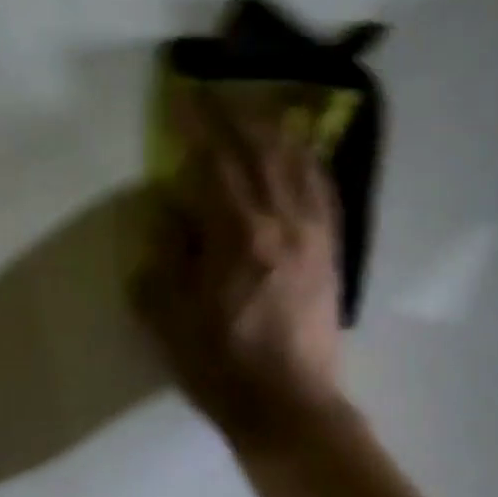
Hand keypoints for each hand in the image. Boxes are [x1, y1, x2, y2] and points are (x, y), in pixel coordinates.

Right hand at [133, 88, 343, 439]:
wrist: (290, 406)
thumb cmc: (221, 367)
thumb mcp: (170, 318)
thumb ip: (164, 257)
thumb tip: (168, 210)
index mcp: (238, 237)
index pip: (214, 162)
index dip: (196, 125)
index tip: (181, 95)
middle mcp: (282, 222)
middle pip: (260, 150)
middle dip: (235, 113)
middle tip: (215, 90)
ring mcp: (315, 234)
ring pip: (297, 162)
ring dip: (274, 127)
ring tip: (256, 106)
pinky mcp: (333, 251)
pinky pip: (324, 190)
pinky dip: (310, 160)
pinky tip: (301, 148)